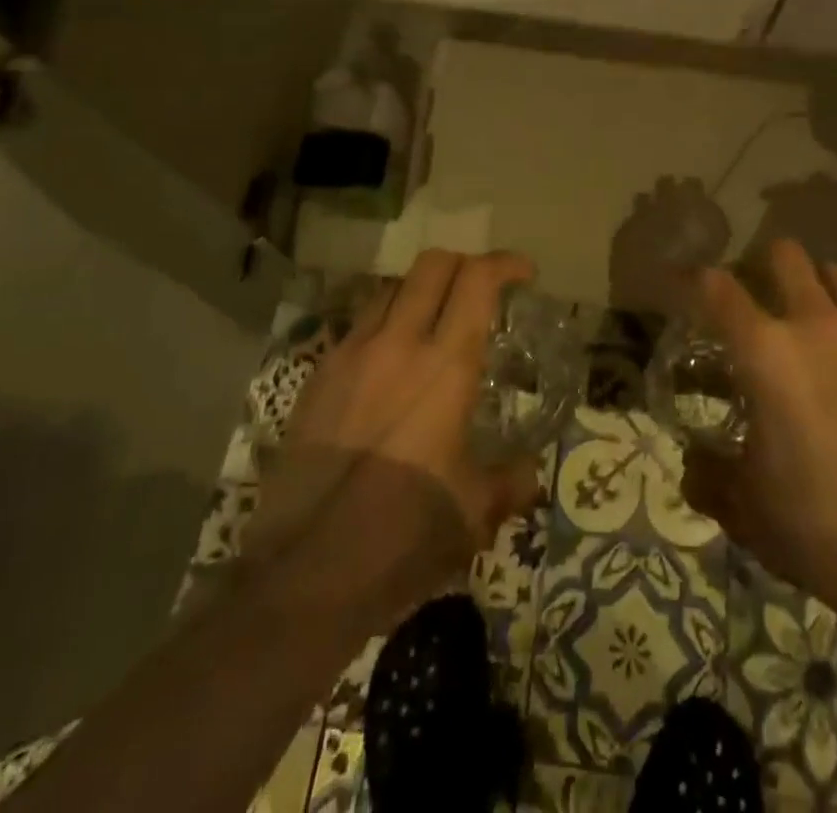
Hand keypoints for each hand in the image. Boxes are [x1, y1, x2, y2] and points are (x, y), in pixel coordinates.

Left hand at [255, 250, 542, 628]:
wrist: (304, 573)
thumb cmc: (404, 536)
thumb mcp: (474, 514)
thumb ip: (511, 482)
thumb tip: (531, 471)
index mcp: (445, 366)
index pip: (477, 280)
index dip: (505, 263)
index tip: (524, 274)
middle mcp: (397, 344)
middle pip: (431, 265)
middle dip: (464, 263)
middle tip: (481, 288)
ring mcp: (350, 356)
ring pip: (390, 289)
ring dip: (421, 290)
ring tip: (434, 320)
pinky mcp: (317, 378)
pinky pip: (357, 327)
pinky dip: (385, 324)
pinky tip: (389, 364)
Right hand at [682, 238, 836, 637]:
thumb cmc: (819, 525)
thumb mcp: (746, 509)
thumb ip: (709, 476)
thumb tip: (693, 464)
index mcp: (766, 351)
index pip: (716, 288)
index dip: (692, 278)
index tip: (682, 283)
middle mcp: (818, 327)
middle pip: (786, 256)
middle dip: (763, 265)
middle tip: (756, 298)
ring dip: (816, 288)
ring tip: (811, 326)